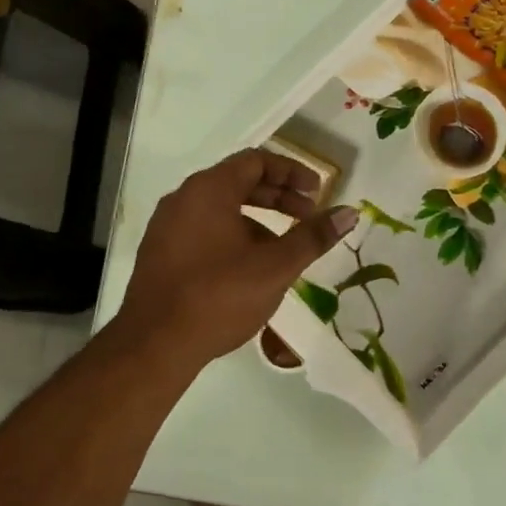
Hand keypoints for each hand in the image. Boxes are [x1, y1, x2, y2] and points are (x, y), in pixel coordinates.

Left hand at [112, 149, 359, 371]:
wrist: (154, 344)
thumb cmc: (219, 296)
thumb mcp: (275, 267)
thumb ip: (312, 237)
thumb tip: (350, 212)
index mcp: (208, 189)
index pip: (256, 161)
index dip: (292, 172)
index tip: (318, 193)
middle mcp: (183, 198)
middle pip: (237, 182)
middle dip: (277, 197)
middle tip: (308, 217)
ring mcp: (166, 226)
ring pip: (219, 209)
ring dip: (256, 221)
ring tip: (283, 249)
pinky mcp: (160, 253)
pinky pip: (202, 230)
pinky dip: (231, 236)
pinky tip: (248, 269)